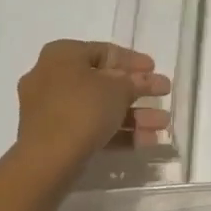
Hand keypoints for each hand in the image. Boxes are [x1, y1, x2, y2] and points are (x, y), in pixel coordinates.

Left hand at [16, 40, 170, 166]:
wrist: (46, 159)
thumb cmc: (82, 109)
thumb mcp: (118, 90)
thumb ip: (135, 82)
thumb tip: (142, 80)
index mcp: (62, 55)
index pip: (103, 51)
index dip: (133, 60)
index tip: (155, 69)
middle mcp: (50, 77)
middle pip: (102, 82)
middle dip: (137, 93)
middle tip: (163, 97)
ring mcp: (49, 109)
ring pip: (98, 108)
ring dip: (133, 117)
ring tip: (162, 126)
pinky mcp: (52, 137)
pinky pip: (89, 128)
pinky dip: (115, 133)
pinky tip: (146, 142)